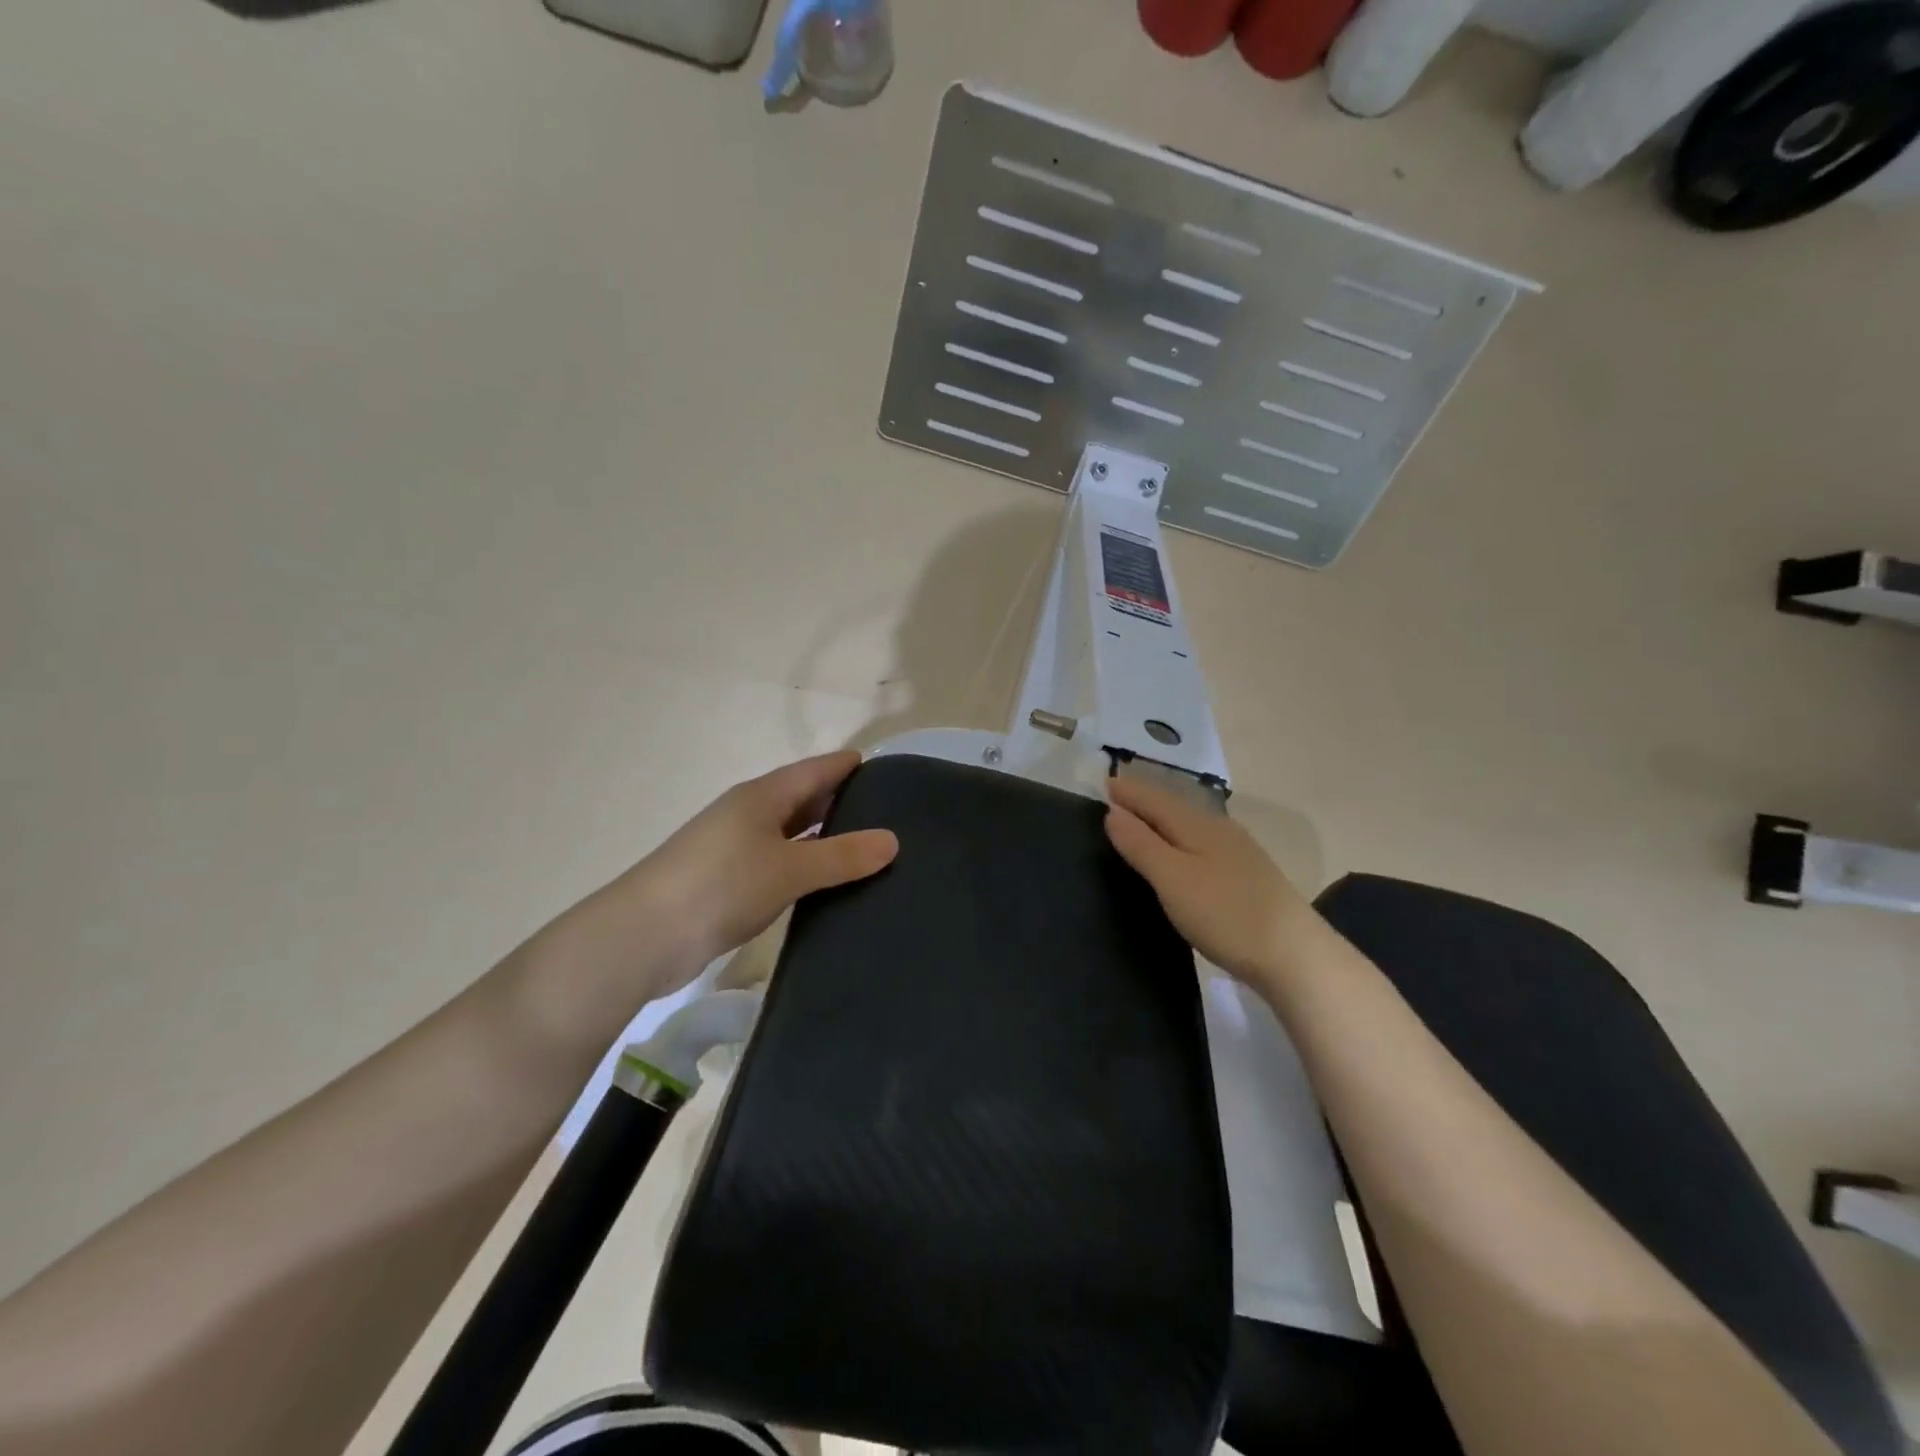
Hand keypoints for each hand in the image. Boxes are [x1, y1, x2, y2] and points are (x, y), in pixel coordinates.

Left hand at [529, 752, 898, 1023]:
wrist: (644, 937)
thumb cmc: (721, 886)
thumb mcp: (789, 868)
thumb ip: (842, 855)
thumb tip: (893, 840)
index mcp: (761, 797)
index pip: (815, 770)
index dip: (846, 766)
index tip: (883, 768)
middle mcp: (748, 815)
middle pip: (802, 799)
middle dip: (840, 801)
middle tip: (888, 811)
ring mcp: (735, 849)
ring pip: (790, 834)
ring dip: (823, 838)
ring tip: (868, 847)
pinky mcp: (728, 883)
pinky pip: (778, 864)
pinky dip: (805, 867)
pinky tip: (827, 883)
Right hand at [1104, 776, 1314, 987]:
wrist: (1295, 955)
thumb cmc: (1225, 914)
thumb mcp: (1173, 879)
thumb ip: (1141, 844)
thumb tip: (1113, 811)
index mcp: (1197, 824)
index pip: (1154, 798)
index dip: (1128, 791)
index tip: (1102, 783)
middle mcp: (1219, 828)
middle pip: (1174, 806)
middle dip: (1145, 800)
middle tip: (1117, 797)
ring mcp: (1237, 851)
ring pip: (1189, 824)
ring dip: (1163, 819)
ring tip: (1141, 821)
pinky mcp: (1247, 875)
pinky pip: (1202, 842)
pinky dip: (1180, 838)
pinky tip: (1181, 852)